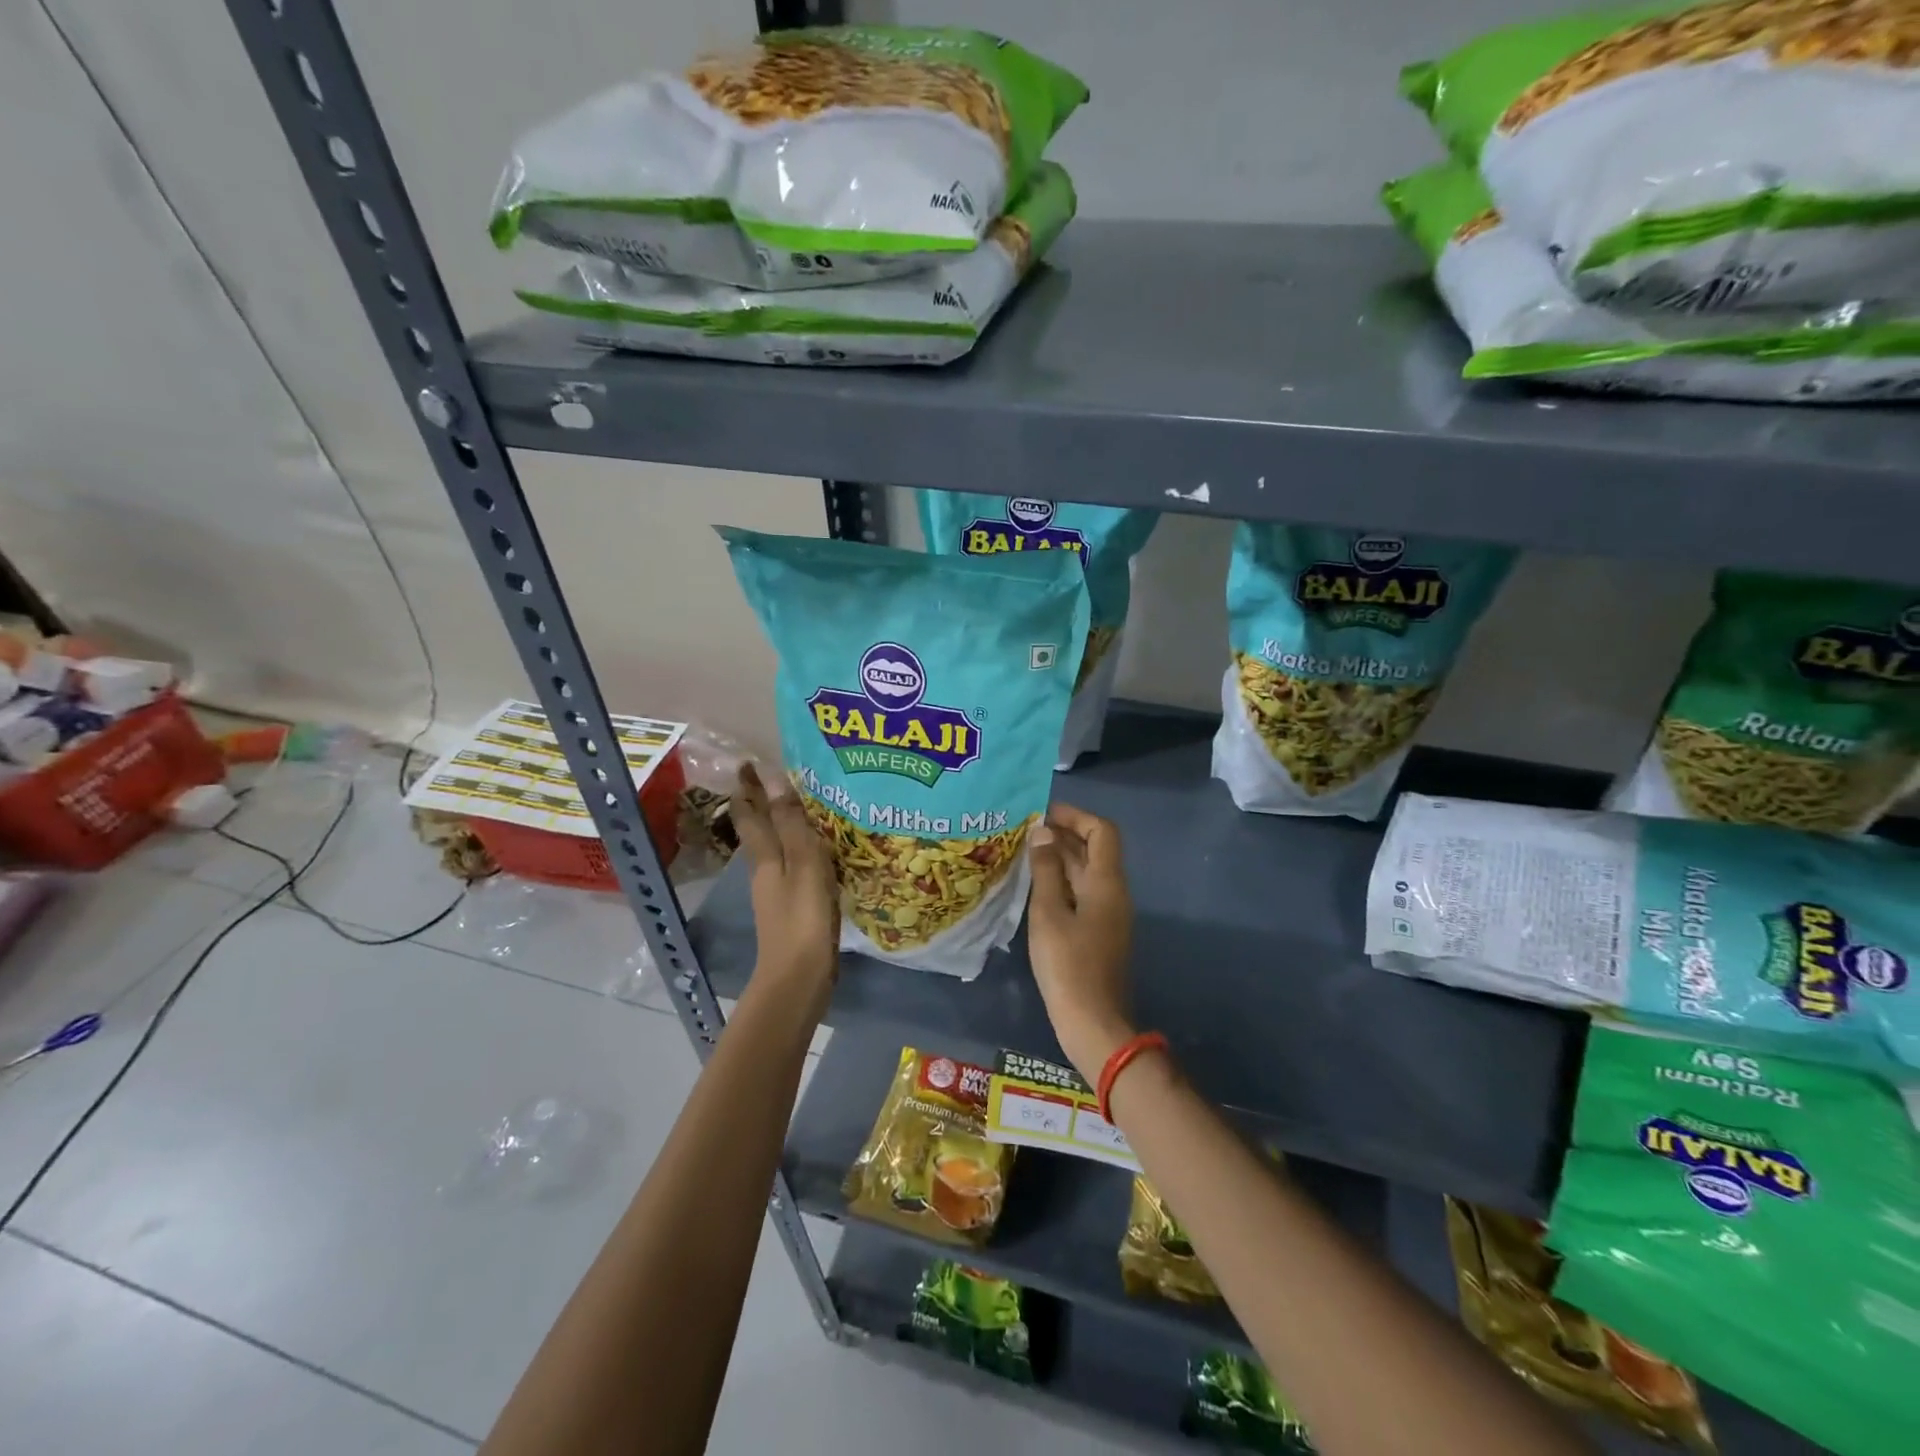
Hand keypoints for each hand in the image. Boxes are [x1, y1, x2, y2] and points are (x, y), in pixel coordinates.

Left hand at [733, 763, 838, 1015]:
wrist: (800, 980)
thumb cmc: (802, 918)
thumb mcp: (802, 863)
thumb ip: (790, 821)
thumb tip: (771, 775)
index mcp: (765, 858)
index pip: (750, 814)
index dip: (748, 789)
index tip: (748, 762)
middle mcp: (767, 871)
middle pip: (759, 830)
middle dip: (760, 803)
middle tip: (774, 776)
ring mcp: (779, 892)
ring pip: (777, 847)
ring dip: (782, 824)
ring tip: (803, 805)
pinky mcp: (796, 908)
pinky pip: (796, 866)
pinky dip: (802, 849)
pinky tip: (821, 850)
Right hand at [1026, 802, 1135, 1083]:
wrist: (1093, 1023)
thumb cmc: (1068, 965)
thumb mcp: (1049, 914)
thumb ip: (1045, 871)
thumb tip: (1042, 833)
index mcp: (1107, 882)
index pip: (1102, 831)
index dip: (1075, 816)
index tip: (1042, 813)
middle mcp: (1112, 892)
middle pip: (1093, 850)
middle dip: (1061, 835)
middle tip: (1023, 830)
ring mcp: (1107, 914)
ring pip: (1085, 872)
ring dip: (1058, 858)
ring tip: (1021, 852)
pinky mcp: (1097, 932)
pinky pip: (1080, 893)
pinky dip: (1059, 881)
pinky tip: (1032, 886)